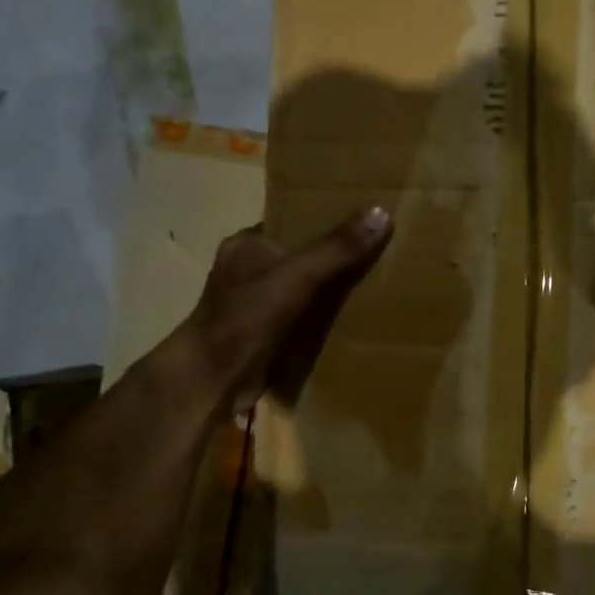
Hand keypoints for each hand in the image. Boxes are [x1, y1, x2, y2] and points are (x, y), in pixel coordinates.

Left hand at [176, 206, 391, 411]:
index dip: (326, 219)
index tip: (364, 219)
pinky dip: (324, 318)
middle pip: (302, 255)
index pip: (292, 221)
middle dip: (335, 257)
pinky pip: (303, 317)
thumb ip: (337, 249)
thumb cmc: (245, 318)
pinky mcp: (265, 334)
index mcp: (247, 244)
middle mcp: (249, 270)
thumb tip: (382, 213)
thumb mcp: (297, 276)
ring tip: (376, 283)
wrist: (212, 381)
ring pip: (304, 288)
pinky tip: (355, 319)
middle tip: (379, 253)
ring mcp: (255, 304)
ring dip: (332, 290)